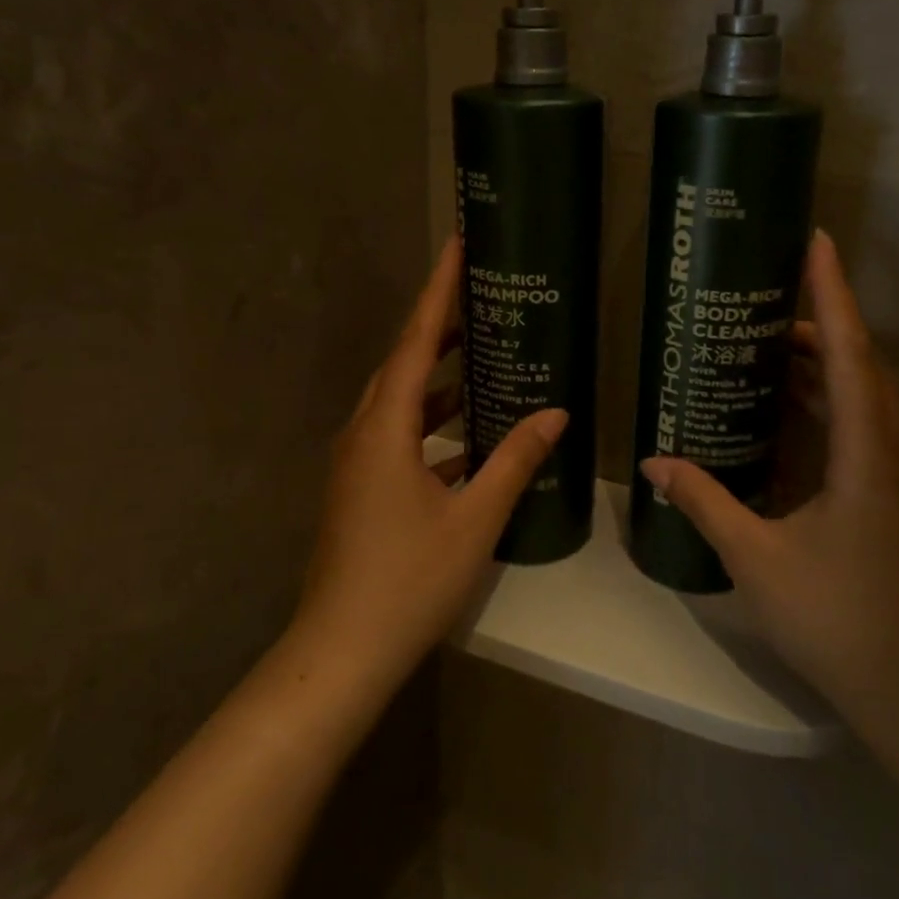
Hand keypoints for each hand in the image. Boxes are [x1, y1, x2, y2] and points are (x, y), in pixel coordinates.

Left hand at [293, 238, 566, 693]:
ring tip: (482, 361)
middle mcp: (362, 435)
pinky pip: (397, 438)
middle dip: (440, 330)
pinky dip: (431, 427)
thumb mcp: (474, 519)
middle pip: (402, 365)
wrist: (342, 650)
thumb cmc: (409, 580)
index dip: (438, 292)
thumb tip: (556, 414)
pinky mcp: (358, 491)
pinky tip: (468, 440)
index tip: (457, 247)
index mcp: (384, 430)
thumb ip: (515, 461)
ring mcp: (355, 465)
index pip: (415, 342)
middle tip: (481, 302)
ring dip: (437, 381)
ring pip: (399, 404)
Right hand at [640, 231, 898, 720]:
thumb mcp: (756, 556)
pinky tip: (789, 403)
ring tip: (768, 340)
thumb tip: (654, 461)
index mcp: (866, 452)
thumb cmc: (834, 615)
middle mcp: (892, 448)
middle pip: (859, 362)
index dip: (832, 293)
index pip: (850, 352)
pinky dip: (828, 395)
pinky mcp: (896, 489)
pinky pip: (863, 419)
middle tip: (763, 297)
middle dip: (818, 320)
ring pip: (864, 391)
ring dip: (824, 359)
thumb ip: (704, 500)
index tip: (817, 242)